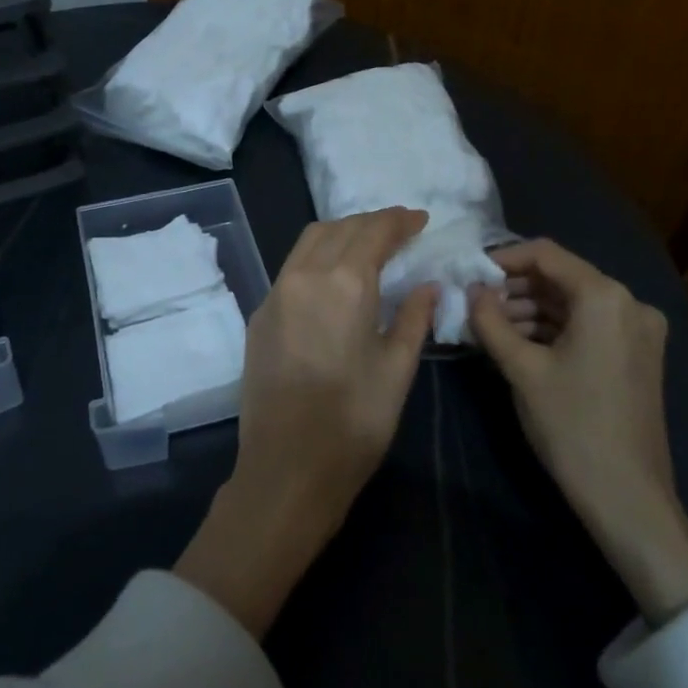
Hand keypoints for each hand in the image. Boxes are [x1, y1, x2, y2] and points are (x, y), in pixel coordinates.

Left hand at [176, 209, 437, 637]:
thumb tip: (427, 285)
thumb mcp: (397, 370)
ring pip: (309, 242)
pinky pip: (291, 268)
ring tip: (368, 246)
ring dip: (341, 233)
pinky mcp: (259, 314)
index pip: (373, 231)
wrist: (286, 468)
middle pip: (339, 228)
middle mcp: (304, 275)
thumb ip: (414, 318)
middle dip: (371, 223)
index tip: (419, 220)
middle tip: (399, 231)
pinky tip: (334, 277)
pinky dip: (317, 257)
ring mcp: (275, 293)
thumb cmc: (354, 423)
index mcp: (344, 284)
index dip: (399, 221)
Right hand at [470, 239, 687, 623]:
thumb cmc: (571, 425)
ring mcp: (638, 330)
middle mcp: (630, 303)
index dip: (502, 258)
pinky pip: (587, 325)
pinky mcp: (637, 355)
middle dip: (514, 288)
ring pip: (572, 303)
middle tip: (474, 305)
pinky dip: (552, 329)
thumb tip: (470, 290)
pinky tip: (518, 344)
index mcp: (605, 297)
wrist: (627, 495)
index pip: (545, 254)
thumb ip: (490, 320)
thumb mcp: (521, 369)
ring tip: (489, 327)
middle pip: (560, 277)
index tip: (469, 274)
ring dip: (530, 309)